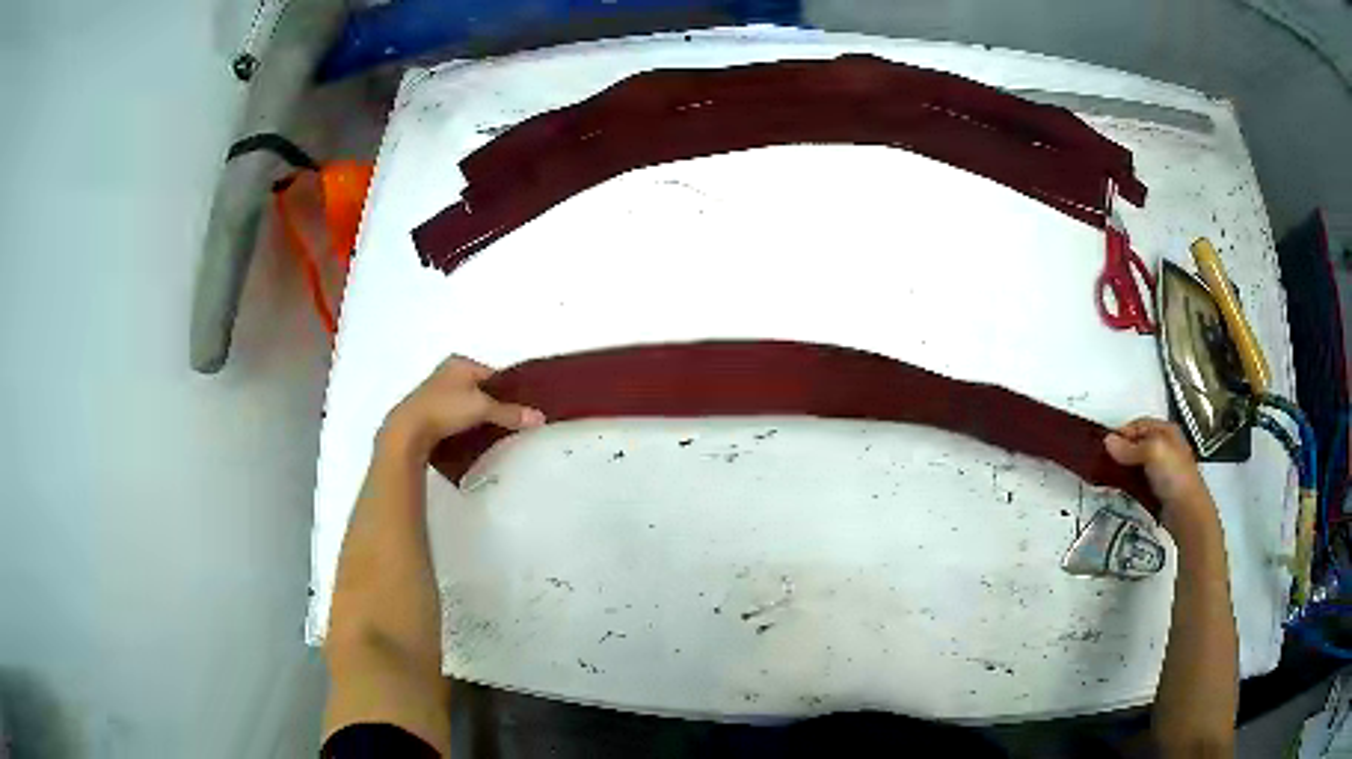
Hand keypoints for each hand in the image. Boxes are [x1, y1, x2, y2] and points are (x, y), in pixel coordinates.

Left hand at [380, 357, 544, 460]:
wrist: (408, 431)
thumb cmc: (445, 409)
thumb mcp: (482, 408)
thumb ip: (510, 412)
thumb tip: (540, 417)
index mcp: (460, 363)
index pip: (493, 374)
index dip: (508, 390)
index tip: (521, 407)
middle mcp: (447, 373)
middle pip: (479, 388)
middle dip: (493, 403)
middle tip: (509, 421)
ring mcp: (435, 392)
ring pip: (466, 402)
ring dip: (477, 415)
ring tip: (492, 432)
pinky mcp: (428, 412)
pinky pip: (454, 415)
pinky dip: (463, 424)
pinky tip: (470, 437)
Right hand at [1104, 418, 1216, 535]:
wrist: (1187, 512)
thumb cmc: (1174, 476)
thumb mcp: (1153, 453)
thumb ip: (1130, 447)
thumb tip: (1106, 441)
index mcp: (1166, 431)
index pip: (1138, 425)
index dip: (1122, 433)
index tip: (1104, 446)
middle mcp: (1164, 446)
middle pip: (1136, 443)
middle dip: (1120, 451)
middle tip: (1103, 462)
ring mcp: (1161, 469)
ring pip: (1136, 463)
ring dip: (1122, 468)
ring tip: (1107, 477)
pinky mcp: (1157, 488)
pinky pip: (1138, 480)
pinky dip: (1127, 482)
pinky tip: (1119, 489)